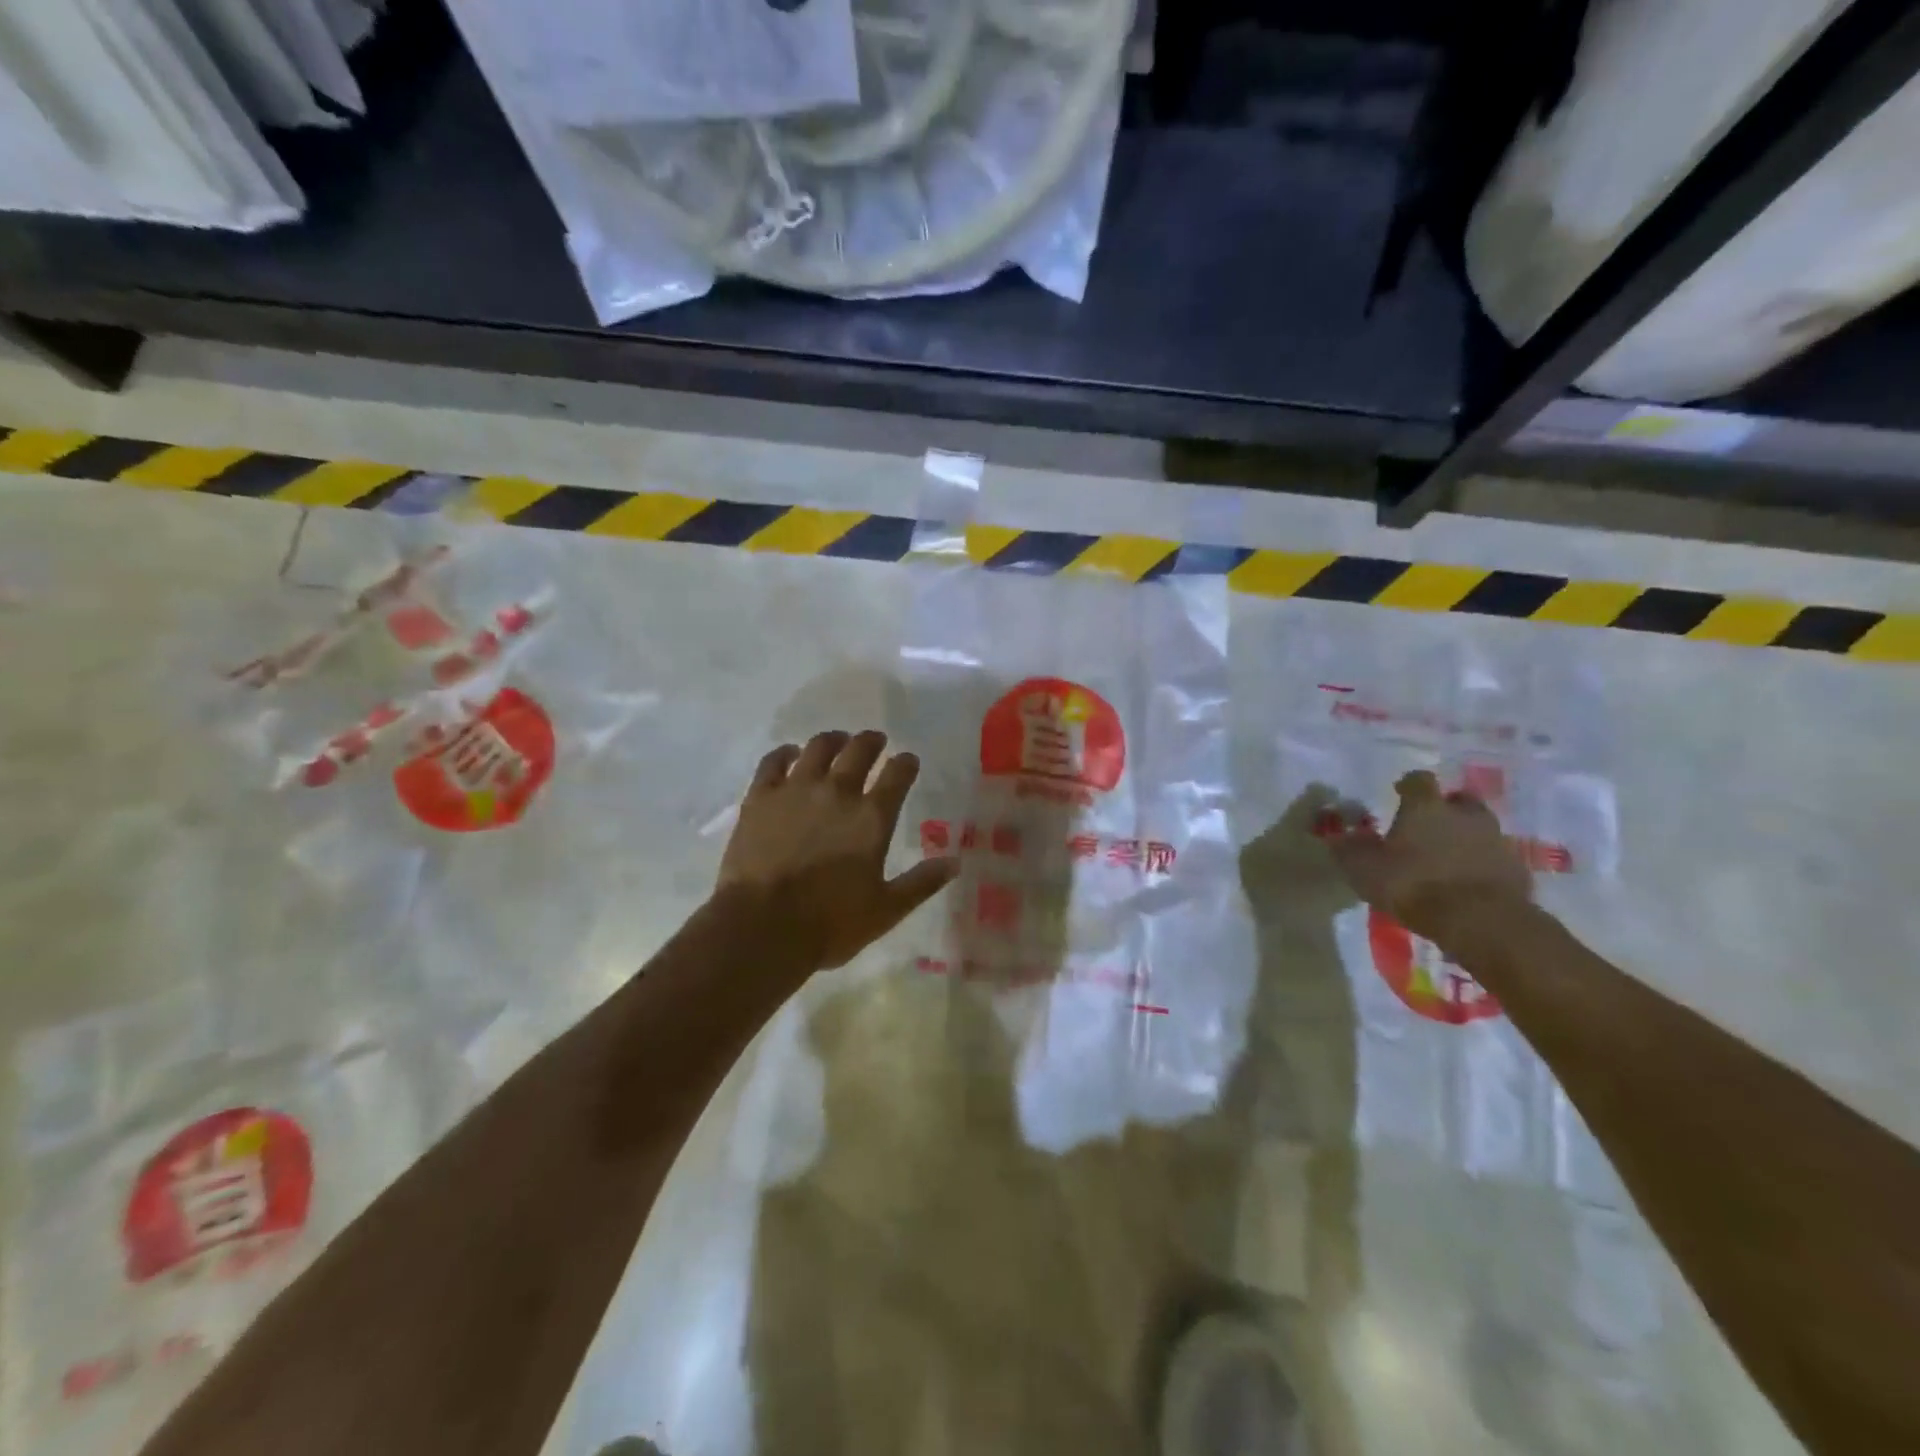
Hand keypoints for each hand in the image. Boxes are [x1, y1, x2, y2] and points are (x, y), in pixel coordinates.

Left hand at [716, 729, 959, 970]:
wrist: (762, 927)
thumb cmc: (830, 923)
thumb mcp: (886, 910)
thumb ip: (921, 883)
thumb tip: (954, 863)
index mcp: (871, 817)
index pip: (897, 775)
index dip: (906, 763)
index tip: (908, 761)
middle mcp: (837, 792)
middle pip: (859, 750)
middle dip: (872, 742)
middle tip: (876, 741)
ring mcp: (795, 790)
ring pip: (818, 747)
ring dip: (833, 740)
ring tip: (838, 741)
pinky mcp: (760, 797)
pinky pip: (774, 761)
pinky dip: (786, 753)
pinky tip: (791, 754)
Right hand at [1326, 770, 1531, 942]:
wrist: (1481, 921)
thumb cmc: (1413, 884)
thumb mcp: (1364, 869)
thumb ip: (1349, 849)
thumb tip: (1335, 835)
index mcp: (1426, 807)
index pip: (1418, 780)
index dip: (1408, 784)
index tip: (1399, 792)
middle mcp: (1464, 815)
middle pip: (1458, 800)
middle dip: (1446, 808)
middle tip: (1430, 825)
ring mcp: (1496, 841)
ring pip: (1480, 829)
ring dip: (1466, 837)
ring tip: (1449, 857)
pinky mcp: (1517, 870)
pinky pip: (1495, 859)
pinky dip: (1483, 865)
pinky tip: (1469, 883)